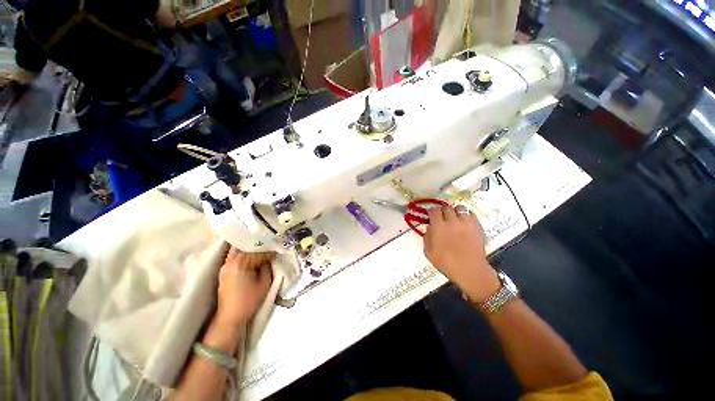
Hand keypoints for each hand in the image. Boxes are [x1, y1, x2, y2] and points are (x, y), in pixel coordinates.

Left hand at [216, 248, 272, 326]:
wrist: (230, 317)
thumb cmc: (249, 300)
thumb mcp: (265, 282)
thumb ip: (268, 266)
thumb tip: (270, 257)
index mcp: (241, 263)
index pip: (258, 251)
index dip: (270, 250)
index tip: (278, 251)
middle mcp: (231, 261)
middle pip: (247, 247)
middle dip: (259, 247)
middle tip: (270, 248)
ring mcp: (225, 265)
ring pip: (240, 250)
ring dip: (251, 250)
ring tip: (262, 251)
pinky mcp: (224, 271)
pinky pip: (235, 257)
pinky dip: (245, 255)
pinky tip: (252, 258)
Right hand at [423, 206, 499, 301]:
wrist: (470, 271)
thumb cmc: (447, 263)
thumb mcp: (429, 252)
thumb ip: (427, 236)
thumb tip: (430, 226)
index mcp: (439, 227)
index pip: (434, 210)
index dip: (432, 212)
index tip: (432, 217)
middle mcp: (452, 221)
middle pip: (446, 207)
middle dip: (443, 212)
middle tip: (443, 219)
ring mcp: (466, 222)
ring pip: (459, 208)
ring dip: (455, 212)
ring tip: (455, 220)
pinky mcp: (477, 226)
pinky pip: (470, 214)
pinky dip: (466, 216)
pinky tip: (464, 224)